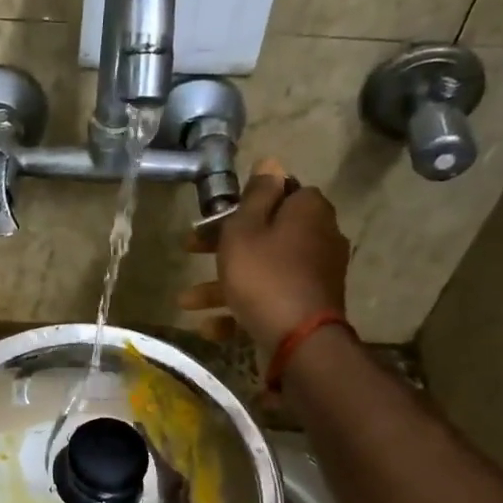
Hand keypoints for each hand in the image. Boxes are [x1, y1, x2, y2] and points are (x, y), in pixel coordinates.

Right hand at [178, 157, 351, 360]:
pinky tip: (209, 327)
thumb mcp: (246, 229)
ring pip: (261, 271)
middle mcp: (317, 238)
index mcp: (306, 211)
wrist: (298, 340)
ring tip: (185, 301)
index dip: (245, 202)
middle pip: (265, 233)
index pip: (279, 192)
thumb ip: (256, 195)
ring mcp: (313, 275)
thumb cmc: (264, 275)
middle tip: (190, 250)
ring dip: (221, 285)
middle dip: (222, 246)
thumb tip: (270, 162)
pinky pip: (267, 300)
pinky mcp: (306, 306)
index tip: (216, 215)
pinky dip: (238, 310)